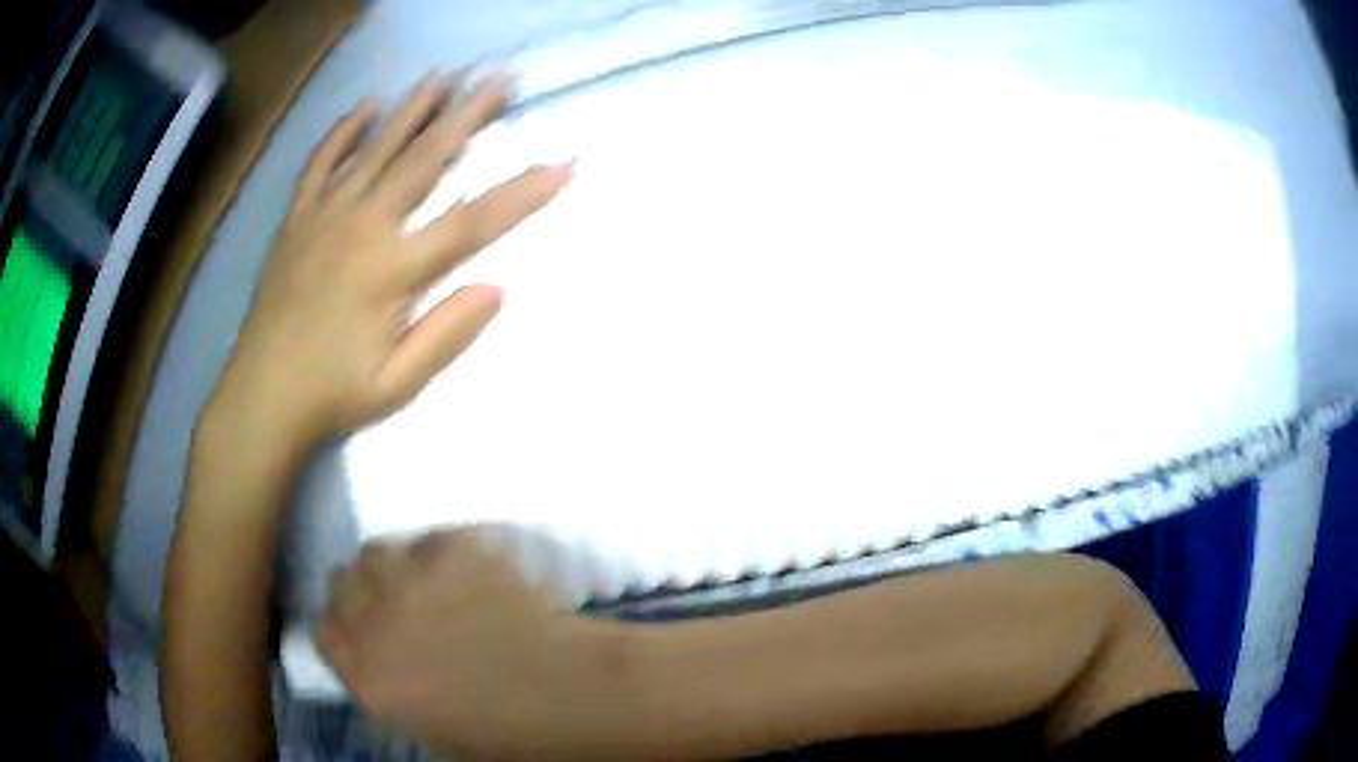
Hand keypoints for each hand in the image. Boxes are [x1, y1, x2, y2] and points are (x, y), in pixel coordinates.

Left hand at [221, 72, 570, 446]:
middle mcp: (362, 227)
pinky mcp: (297, 219)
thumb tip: (497, 288)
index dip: (522, 193)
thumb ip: (447, 334)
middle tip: (499, 78)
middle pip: (425, 159)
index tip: (563, 165)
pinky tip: (366, 107)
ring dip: (414, 109)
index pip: (471, 221)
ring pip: (377, 148)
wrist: (261, 396)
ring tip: (444, 75)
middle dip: (468, 115)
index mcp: (392, 270)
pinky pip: (321, 162)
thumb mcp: (397, 384)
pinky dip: (343, 132)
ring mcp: (325, 216)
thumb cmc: (333, 395)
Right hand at [317, 529, 613, 757]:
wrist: (565, 691)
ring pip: (377, 550)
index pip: (323, 631)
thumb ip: (386, 686)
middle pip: (341, 581)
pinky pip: (430, 538)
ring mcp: (409, 582)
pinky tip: (471, 571)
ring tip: (428, 580)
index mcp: (365, 677)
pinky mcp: (449, 551)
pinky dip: (446, 552)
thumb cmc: (503, 729)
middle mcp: (373, 622)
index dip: (342, 625)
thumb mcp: (428, 727)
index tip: (359, 624)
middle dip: (363, 590)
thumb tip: (377, 656)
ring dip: (396, 565)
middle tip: (396, 601)